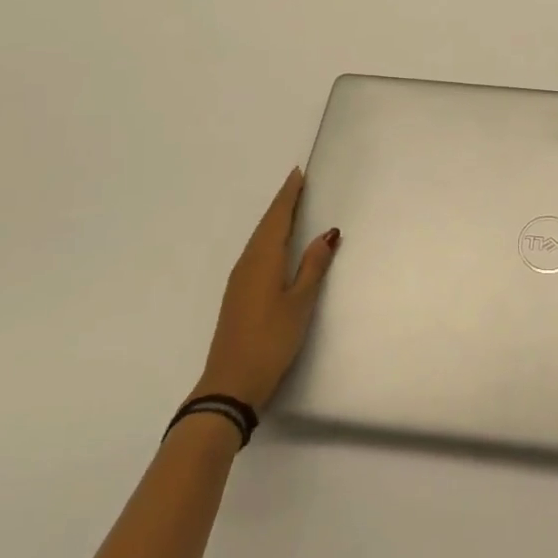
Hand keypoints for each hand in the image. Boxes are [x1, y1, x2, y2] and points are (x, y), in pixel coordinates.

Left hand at [196, 168, 338, 409]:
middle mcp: (247, 264)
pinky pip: (255, 254)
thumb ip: (313, 266)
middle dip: (282, 204)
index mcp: (263, 259)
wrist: (231, 383)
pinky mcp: (237, 296)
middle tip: (298, 185)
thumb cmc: (271, 339)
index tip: (297, 174)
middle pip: (266, 226)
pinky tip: (276, 247)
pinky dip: (268, 240)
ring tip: (291, 208)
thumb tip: (327, 233)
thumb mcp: (300, 302)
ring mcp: (239, 281)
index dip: (288, 195)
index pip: (277, 218)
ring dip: (274, 222)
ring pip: (259, 240)